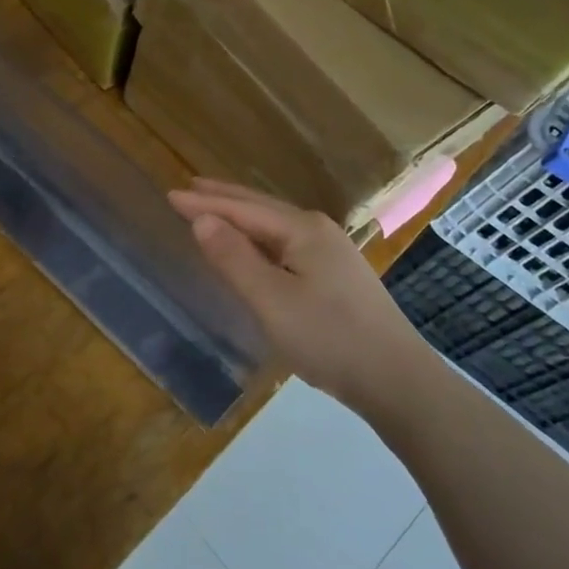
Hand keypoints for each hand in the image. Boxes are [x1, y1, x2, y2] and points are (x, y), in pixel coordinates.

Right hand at [169, 179, 428, 409]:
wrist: (398, 381)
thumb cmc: (329, 338)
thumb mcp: (271, 301)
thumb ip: (234, 258)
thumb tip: (202, 219)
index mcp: (302, 229)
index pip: (242, 209)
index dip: (204, 203)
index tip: (170, 195)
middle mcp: (318, 230)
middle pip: (261, 208)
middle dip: (224, 198)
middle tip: (189, 188)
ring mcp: (333, 252)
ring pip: (275, 226)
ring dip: (242, 216)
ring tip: (214, 210)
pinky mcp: (338, 275)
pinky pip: (287, 243)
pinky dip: (259, 238)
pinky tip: (254, 247)